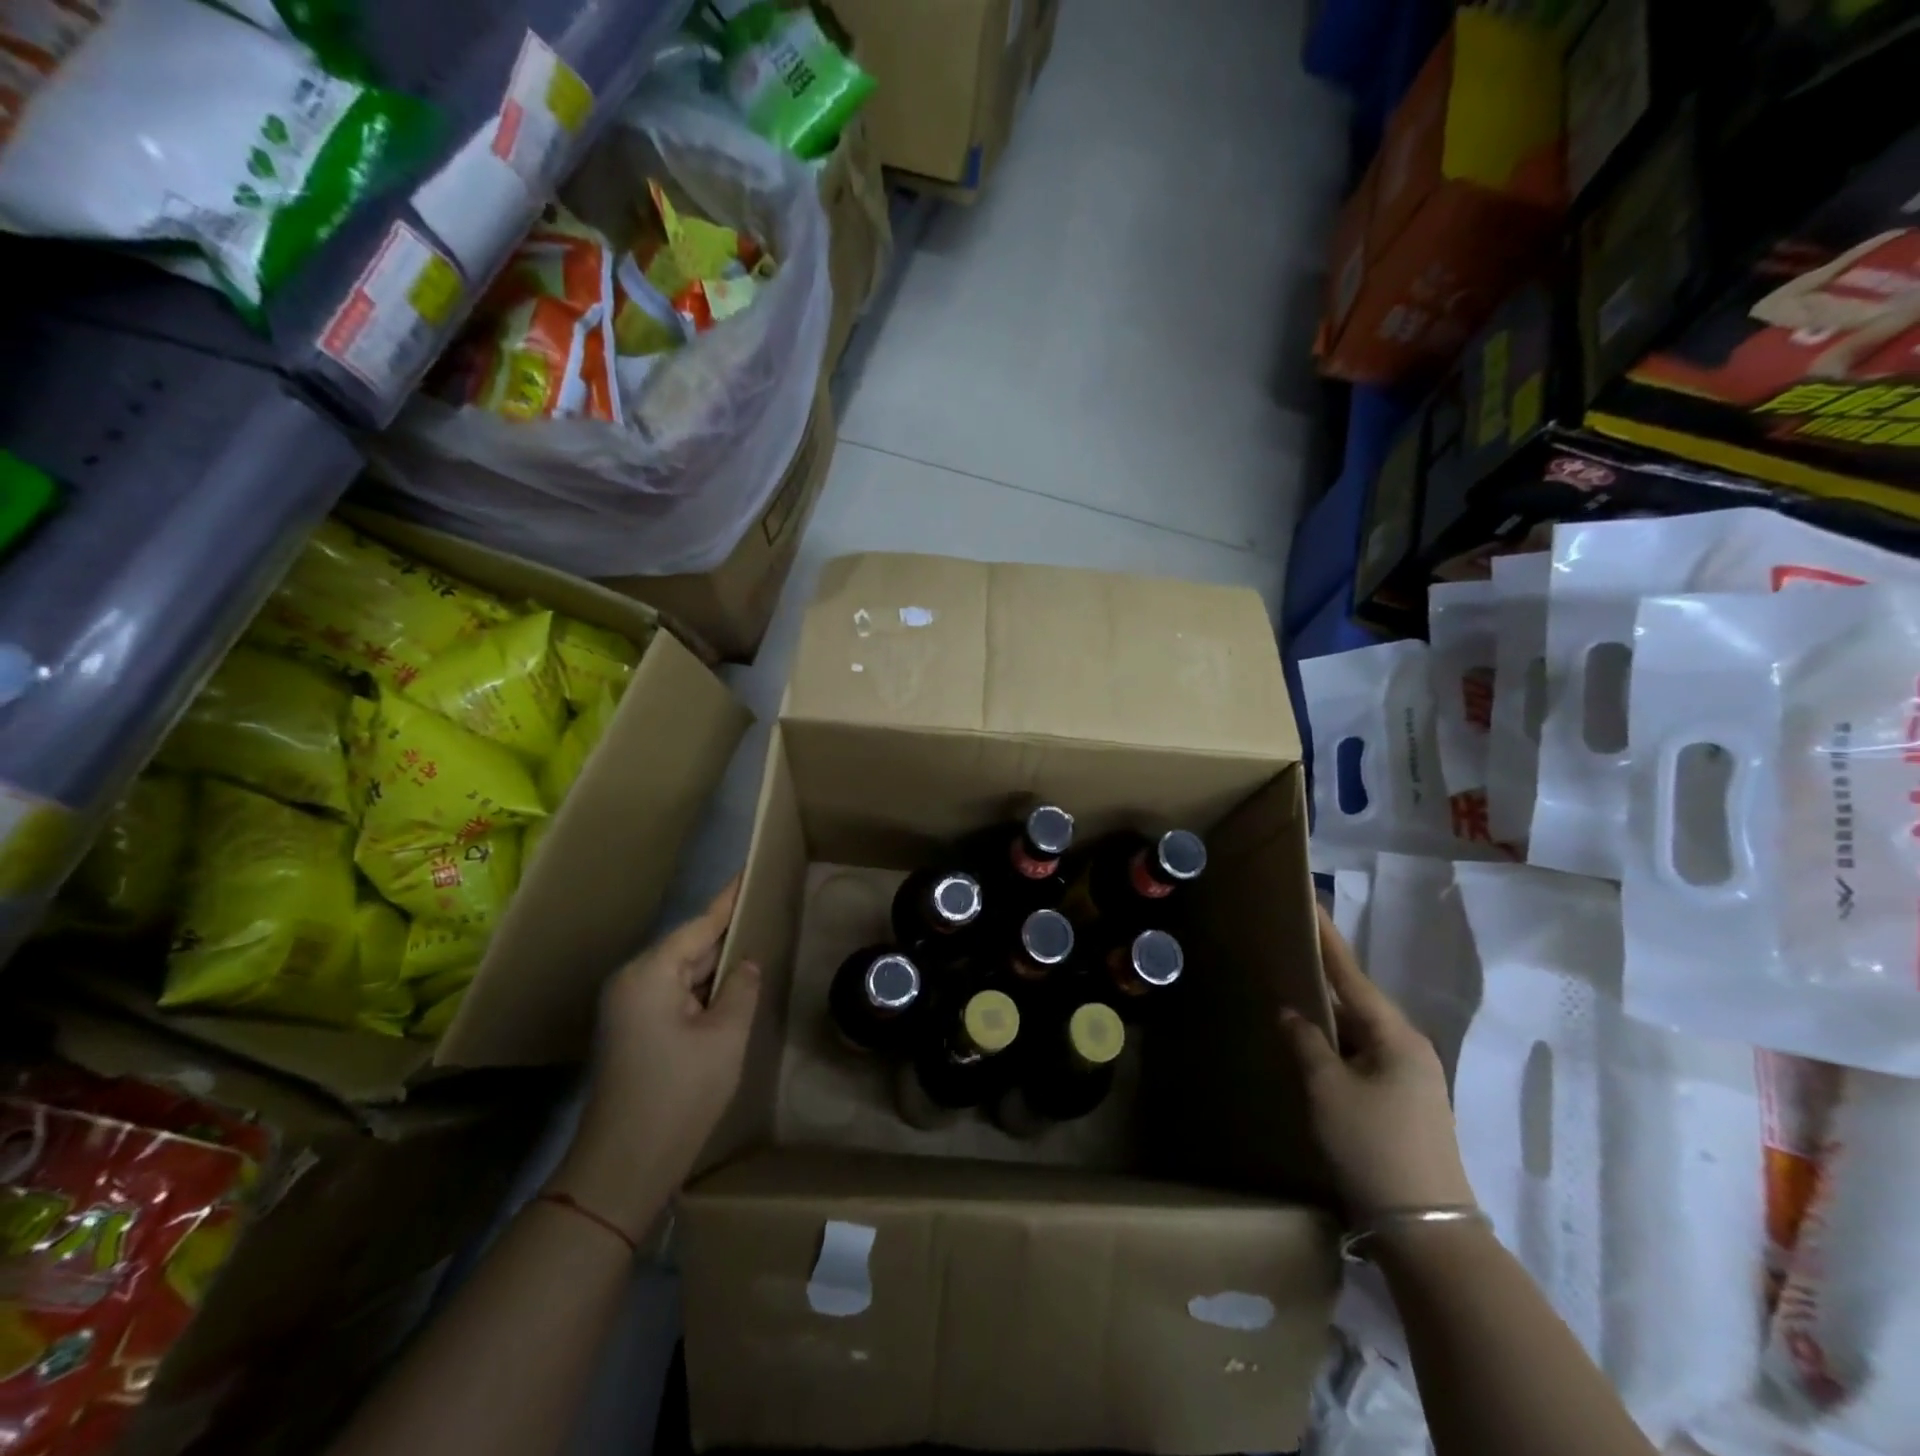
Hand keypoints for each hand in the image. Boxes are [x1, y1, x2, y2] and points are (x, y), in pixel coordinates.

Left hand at [552, 878, 761, 1236]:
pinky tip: (731, 989)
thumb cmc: (679, 1095)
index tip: (750, 870)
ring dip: (716, 967)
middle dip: (727, 933)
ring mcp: (628, 1009)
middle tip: (765, 910)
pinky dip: (702, 991)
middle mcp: (632, 982)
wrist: (623, 1169)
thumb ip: (740, 989)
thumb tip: (745, 965)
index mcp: (650, 974)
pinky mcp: (632, 1032)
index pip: (700, 924)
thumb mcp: (725, 1037)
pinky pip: (674, 996)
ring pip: (682, 973)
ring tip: (756, 943)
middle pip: (689, 947)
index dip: (729, 899)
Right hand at [1280, 905, 1476, 1219]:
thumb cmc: (1373, 1147)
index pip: (1352, 975)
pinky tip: (1311, 1046)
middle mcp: (1409, 1049)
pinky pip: (1362, 1057)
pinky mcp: (1403, 1104)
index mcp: (1396, 1036)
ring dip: (1327, 1016)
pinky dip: (1336, 1045)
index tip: (1311, 904)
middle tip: (1288, 949)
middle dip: (1323, 977)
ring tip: (1291, 991)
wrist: (1425, 1232)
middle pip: (1357, 1001)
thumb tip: (1291, 1012)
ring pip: (1359, 1033)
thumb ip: (1305, 1041)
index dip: (1328, 940)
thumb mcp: (1327, 1089)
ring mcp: (1410, 1079)